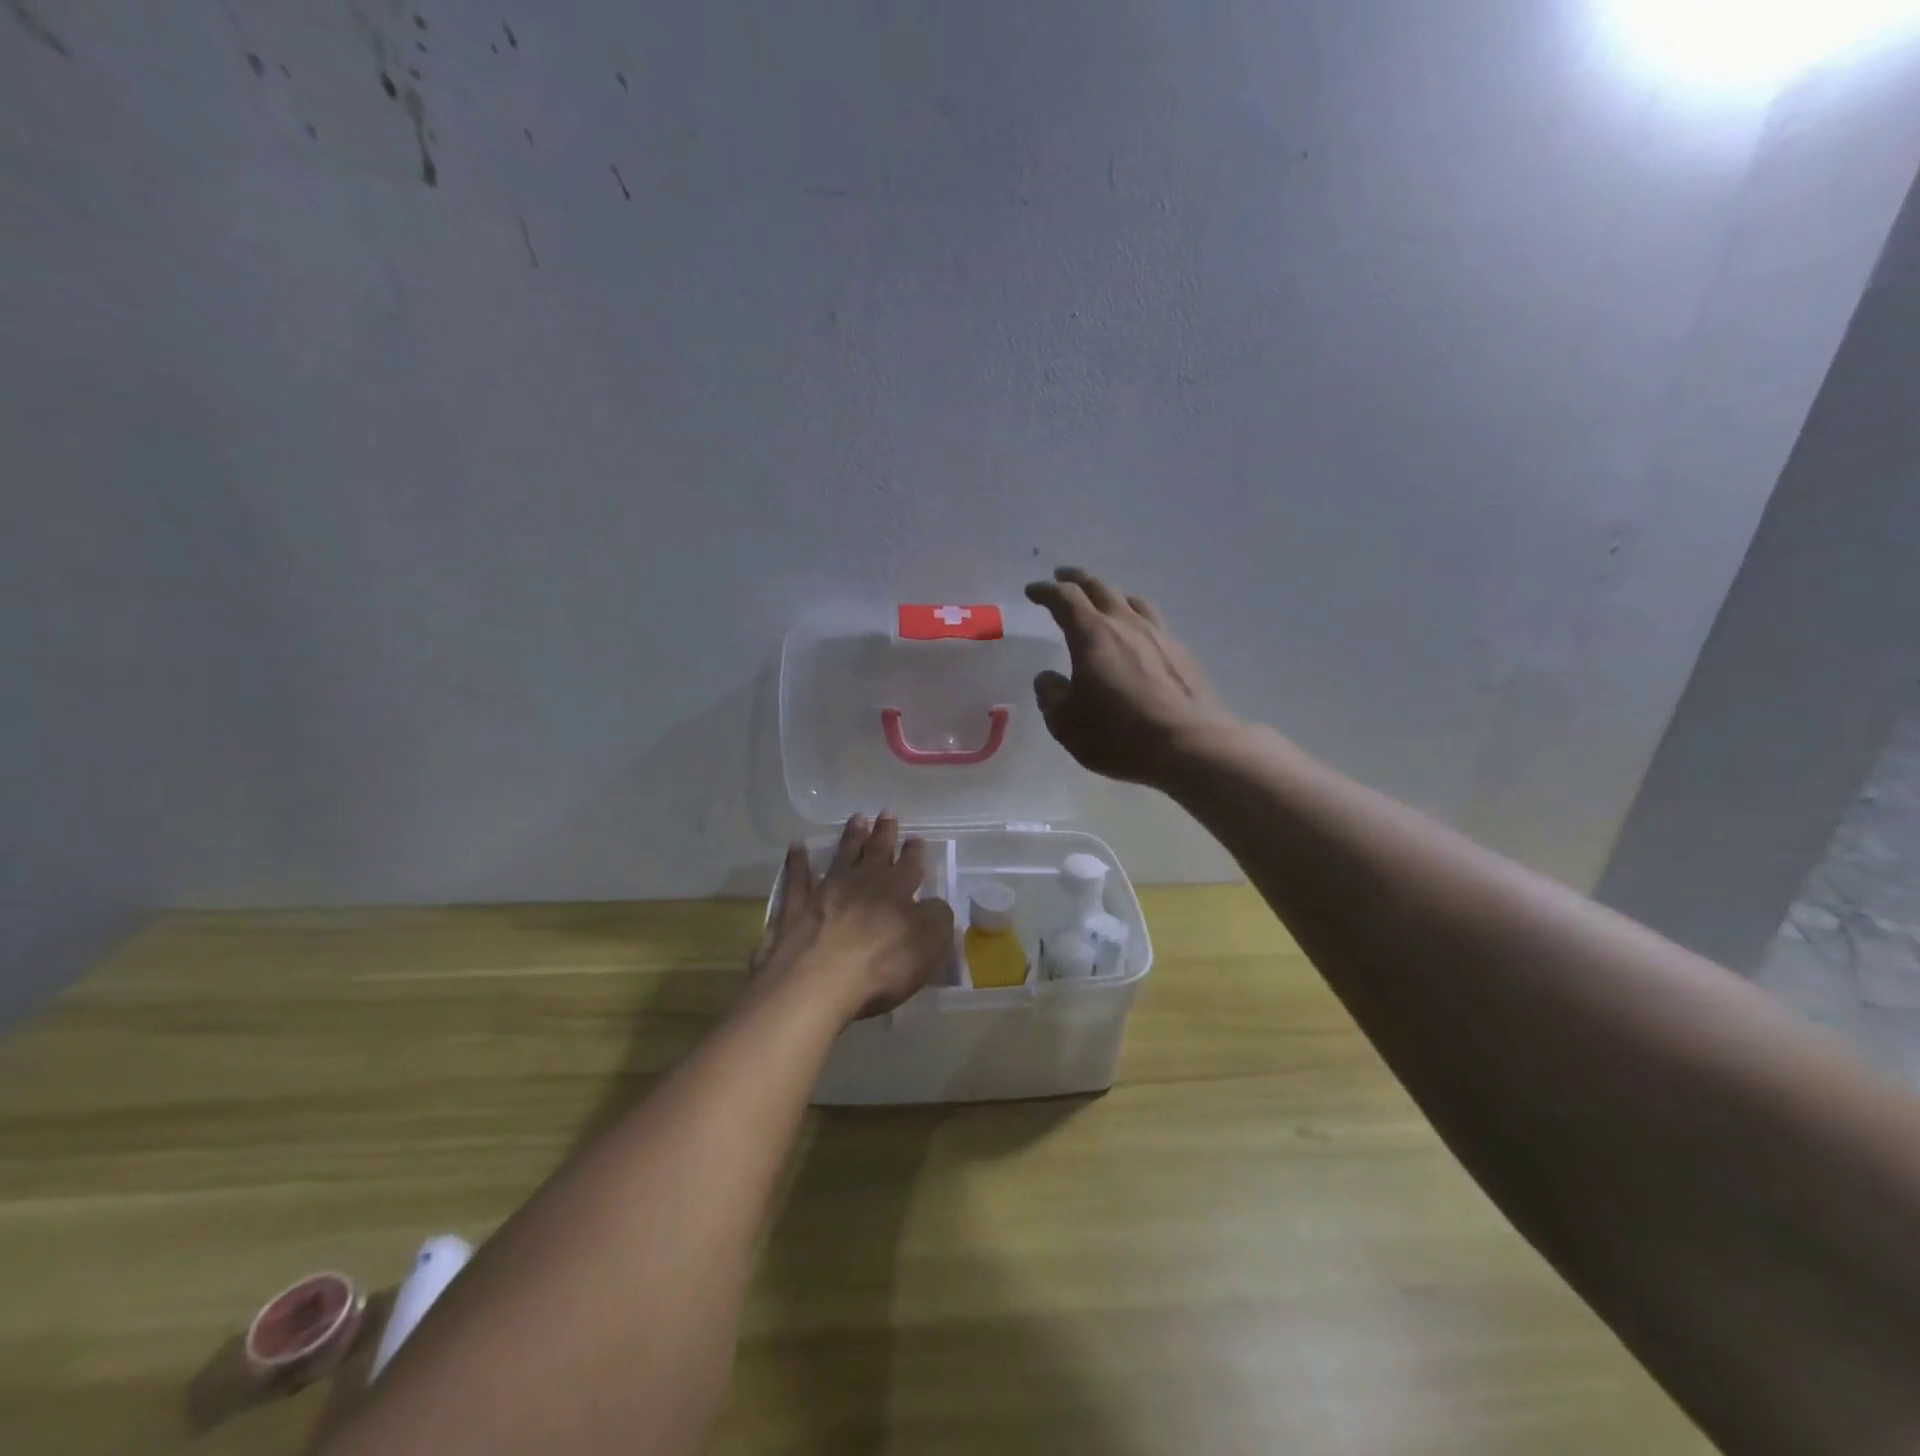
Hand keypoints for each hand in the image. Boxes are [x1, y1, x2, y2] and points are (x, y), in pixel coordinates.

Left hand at [752, 813, 954, 1023]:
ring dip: (850, 838)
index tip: (916, 838)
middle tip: (887, 813)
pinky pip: (796, 878)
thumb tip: (934, 904)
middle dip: (884, 833)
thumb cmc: (880, 967)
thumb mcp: (928, 946)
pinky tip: (796, 846)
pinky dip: (797, 861)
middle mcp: (861, 883)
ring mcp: (825, 892)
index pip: (910, 866)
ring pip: (841, 857)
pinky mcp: (794, 908)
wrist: (817, 983)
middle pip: (876, 852)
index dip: (914, 852)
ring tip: (857, 819)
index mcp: (896, 891)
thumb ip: (937, 919)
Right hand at [1025, 566, 1238, 786]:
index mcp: (1092, 635)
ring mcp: (1158, 635)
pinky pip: (1153, 621)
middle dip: (1076, 579)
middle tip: (1062, 576)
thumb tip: (1048, 679)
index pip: (1064, 599)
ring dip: (1111, 594)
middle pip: (1099, 587)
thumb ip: (1052, 696)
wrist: (1190, 745)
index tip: (1033, 590)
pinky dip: (1136, 617)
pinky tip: (1137, 634)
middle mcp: (1125, 624)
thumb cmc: (1119, 734)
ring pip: (1131, 600)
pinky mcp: (1181, 652)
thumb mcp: (1067, 724)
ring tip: (1103, 601)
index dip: (1046, 591)